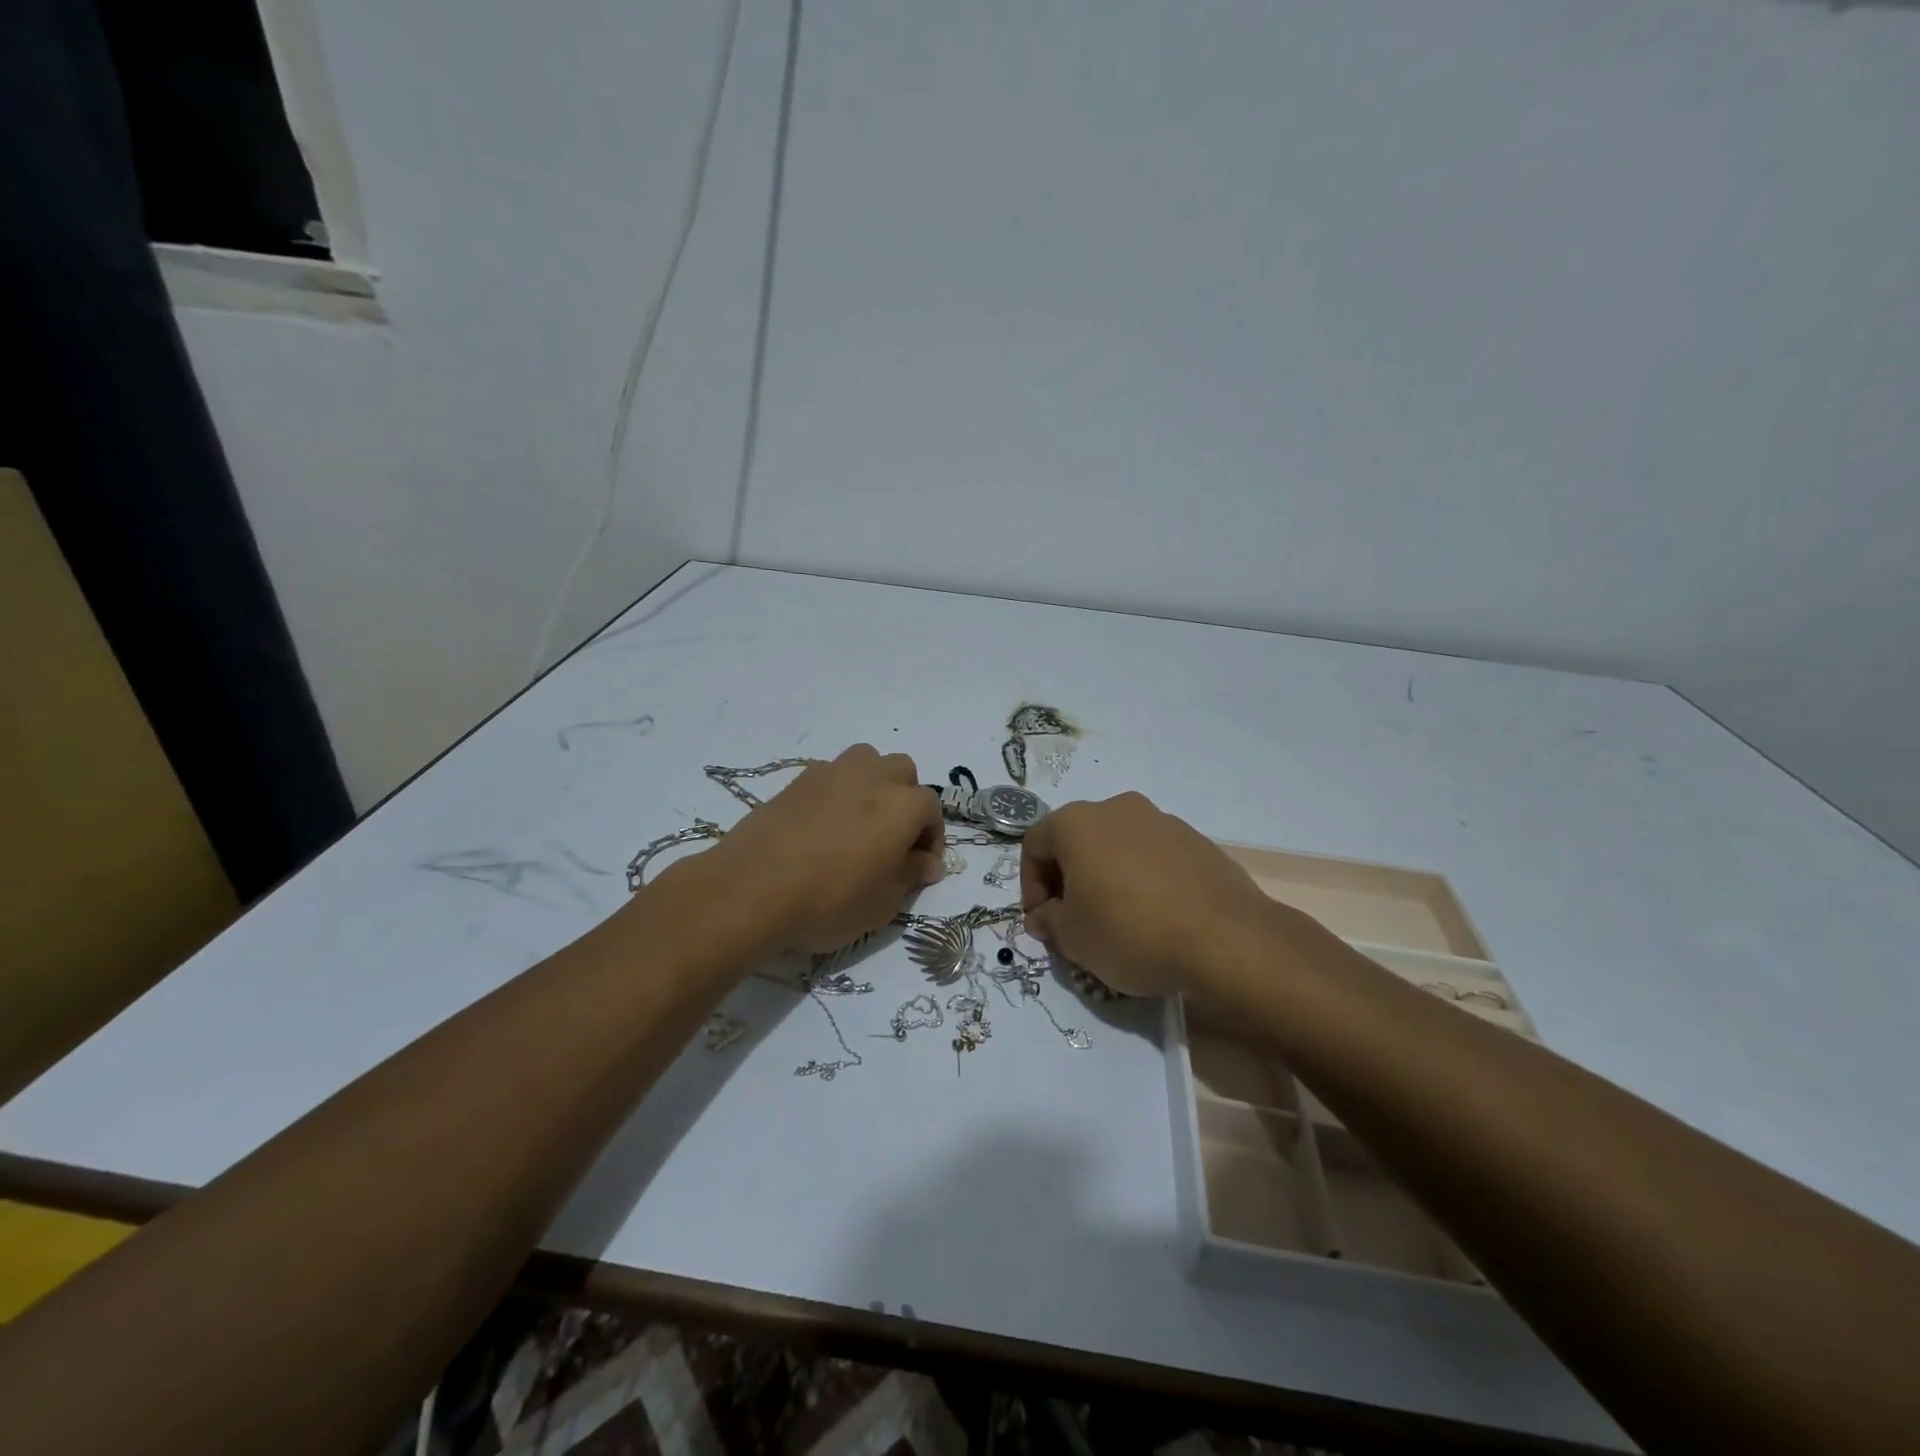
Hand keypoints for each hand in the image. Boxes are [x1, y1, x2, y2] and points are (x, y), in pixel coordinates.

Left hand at [700, 744, 945, 954]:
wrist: (751, 889)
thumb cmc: (829, 901)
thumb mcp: (882, 903)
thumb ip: (910, 875)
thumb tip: (926, 863)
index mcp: (902, 805)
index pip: (931, 809)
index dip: (931, 838)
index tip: (921, 869)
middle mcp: (872, 777)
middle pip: (903, 772)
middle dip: (906, 800)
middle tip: (894, 839)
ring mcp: (831, 773)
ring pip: (867, 761)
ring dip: (873, 784)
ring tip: (861, 822)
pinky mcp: (796, 781)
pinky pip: (831, 776)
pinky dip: (838, 792)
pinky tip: (824, 826)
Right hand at [1020, 792, 1275, 996]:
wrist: (1226, 939)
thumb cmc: (1131, 932)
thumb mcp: (1073, 938)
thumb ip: (1049, 921)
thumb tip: (1046, 915)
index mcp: (1077, 823)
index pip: (1034, 844)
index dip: (1030, 886)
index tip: (1043, 921)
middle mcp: (1117, 809)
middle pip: (1076, 840)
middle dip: (1067, 879)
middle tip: (1073, 921)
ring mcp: (1161, 820)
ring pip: (1116, 846)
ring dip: (1105, 877)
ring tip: (1117, 921)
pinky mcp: (1195, 840)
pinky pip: (1152, 856)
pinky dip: (1142, 879)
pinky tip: (1155, 916)